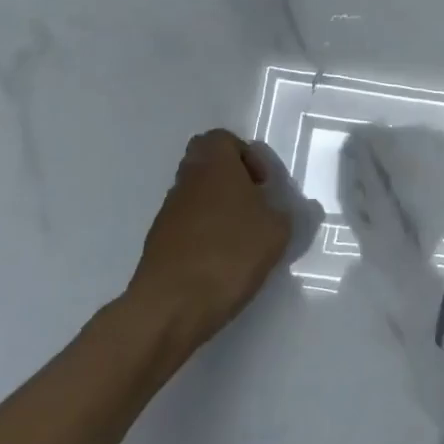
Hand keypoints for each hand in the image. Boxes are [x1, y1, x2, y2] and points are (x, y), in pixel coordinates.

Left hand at [130, 129, 292, 345]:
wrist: (172, 304)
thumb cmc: (230, 253)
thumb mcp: (277, 232)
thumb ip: (283, 214)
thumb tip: (279, 210)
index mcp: (214, 166)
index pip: (222, 138)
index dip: (246, 155)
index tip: (262, 184)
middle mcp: (187, 181)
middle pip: (206, 164)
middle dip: (231, 179)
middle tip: (253, 205)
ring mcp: (168, 212)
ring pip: (196, 194)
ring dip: (218, 207)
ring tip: (242, 238)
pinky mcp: (159, 242)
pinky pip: (187, 224)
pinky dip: (204, 233)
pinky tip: (221, 260)